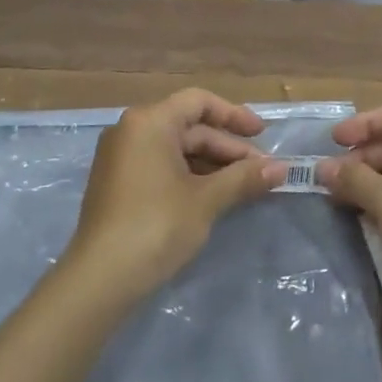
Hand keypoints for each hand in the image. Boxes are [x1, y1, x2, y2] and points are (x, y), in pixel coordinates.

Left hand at [65, 89, 284, 301]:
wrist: (99, 279)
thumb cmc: (156, 226)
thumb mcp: (206, 200)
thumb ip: (244, 178)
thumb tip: (282, 168)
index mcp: (150, 122)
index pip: (199, 102)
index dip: (234, 115)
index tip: (263, 134)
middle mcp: (131, 130)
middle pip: (189, 127)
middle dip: (227, 147)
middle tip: (261, 171)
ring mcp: (120, 158)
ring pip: (176, 149)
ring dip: (212, 164)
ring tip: (244, 186)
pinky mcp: (117, 184)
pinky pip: (160, 166)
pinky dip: (189, 175)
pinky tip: (213, 196)